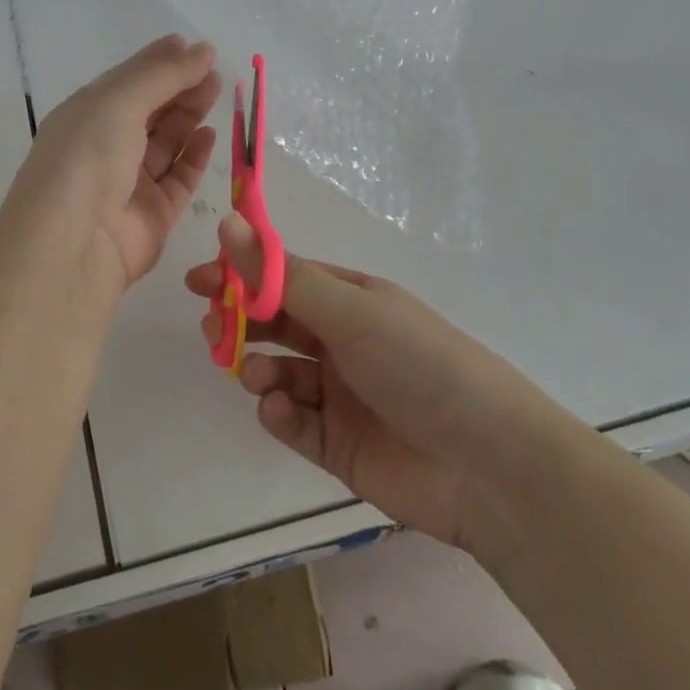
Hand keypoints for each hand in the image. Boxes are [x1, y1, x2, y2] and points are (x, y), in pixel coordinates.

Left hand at [4, 36, 220, 303]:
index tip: (194, 48)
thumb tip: (203, 49)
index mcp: (86, 115)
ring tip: (217, 92)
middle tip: (214, 72)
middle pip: (150, 110)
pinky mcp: (153, 215)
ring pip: (166, 143)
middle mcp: (105, 146)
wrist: (73, 243)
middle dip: (180, 88)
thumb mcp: (119, 101)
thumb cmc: (88, 157)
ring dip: (190, 116)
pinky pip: (178, 179)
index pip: (127, 82)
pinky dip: (195, 156)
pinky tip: (210, 134)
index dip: (159, 63)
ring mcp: (129, 183)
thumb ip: (163, 74)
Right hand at [187, 216, 573, 553]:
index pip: (283, 278)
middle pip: (274, 325)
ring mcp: (338, 395)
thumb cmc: (421, 365)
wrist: (490, 467)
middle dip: (240, 324)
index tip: (199, 281)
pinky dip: (278, 415)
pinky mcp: (336, 445)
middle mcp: (342, 342)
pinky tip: (278, 411)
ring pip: (276, 373)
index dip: (241, 275)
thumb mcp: (351, 312)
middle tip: (212, 328)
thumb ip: (283, 277)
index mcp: (350, 301)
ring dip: (257, 370)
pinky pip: (291, 422)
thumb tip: (229, 222)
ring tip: (257, 377)